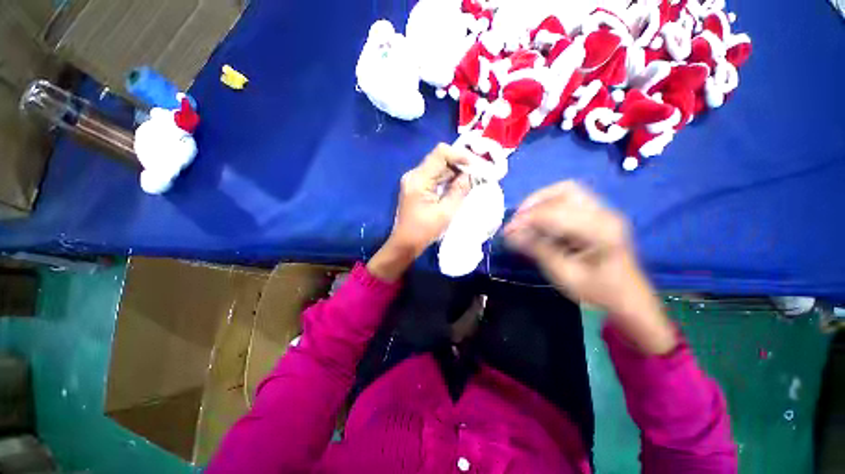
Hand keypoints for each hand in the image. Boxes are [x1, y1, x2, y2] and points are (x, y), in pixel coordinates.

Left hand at [368, 144, 471, 281]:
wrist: (405, 244)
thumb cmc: (424, 231)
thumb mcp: (446, 212)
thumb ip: (459, 190)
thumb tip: (471, 175)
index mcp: (419, 179)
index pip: (440, 153)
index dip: (460, 155)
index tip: (475, 165)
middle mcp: (414, 175)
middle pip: (439, 159)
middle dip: (459, 164)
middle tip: (477, 174)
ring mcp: (414, 180)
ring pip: (438, 168)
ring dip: (454, 173)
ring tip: (471, 180)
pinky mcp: (416, 187)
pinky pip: (434, 177)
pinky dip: (447, 180)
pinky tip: (458, 186)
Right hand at [504, 181, 676, 354]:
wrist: (629, 301)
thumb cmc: (598, 292)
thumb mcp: (564, 274)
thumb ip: (538, 250)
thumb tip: (510, 235)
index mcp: (601, 231)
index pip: (555, 213)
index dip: (526, 219)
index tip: (506, 231)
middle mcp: (605, 213)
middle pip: (564, 191)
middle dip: (534, 203)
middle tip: (516, 220)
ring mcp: (604, 212)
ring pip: (567, 191)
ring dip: (541, 201)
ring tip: (525, 218)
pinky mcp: (599, 216)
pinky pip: (570, 201)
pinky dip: (549, 207)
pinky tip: (540, 222)